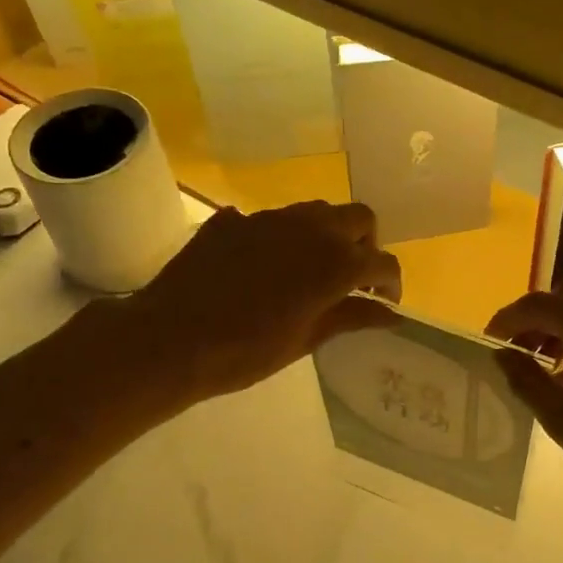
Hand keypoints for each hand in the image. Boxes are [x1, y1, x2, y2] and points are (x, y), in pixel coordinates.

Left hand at [126, 200, 400, 400]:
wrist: (172, 339)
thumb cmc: (247, 351)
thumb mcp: (306, 339)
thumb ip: (352, 317)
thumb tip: (390, 314)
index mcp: (334, 263)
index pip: (382, 261)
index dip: (390, 282)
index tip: (385, 302)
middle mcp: (309, 229)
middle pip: (359, 218)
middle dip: (366, 244)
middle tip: (354, 277)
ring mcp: (269, 218)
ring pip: (317, 211)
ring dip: (328, 234)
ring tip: (314, 268)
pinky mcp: (234, 219)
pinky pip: (272, 219)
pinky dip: (284, 237)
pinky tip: (266, 267)